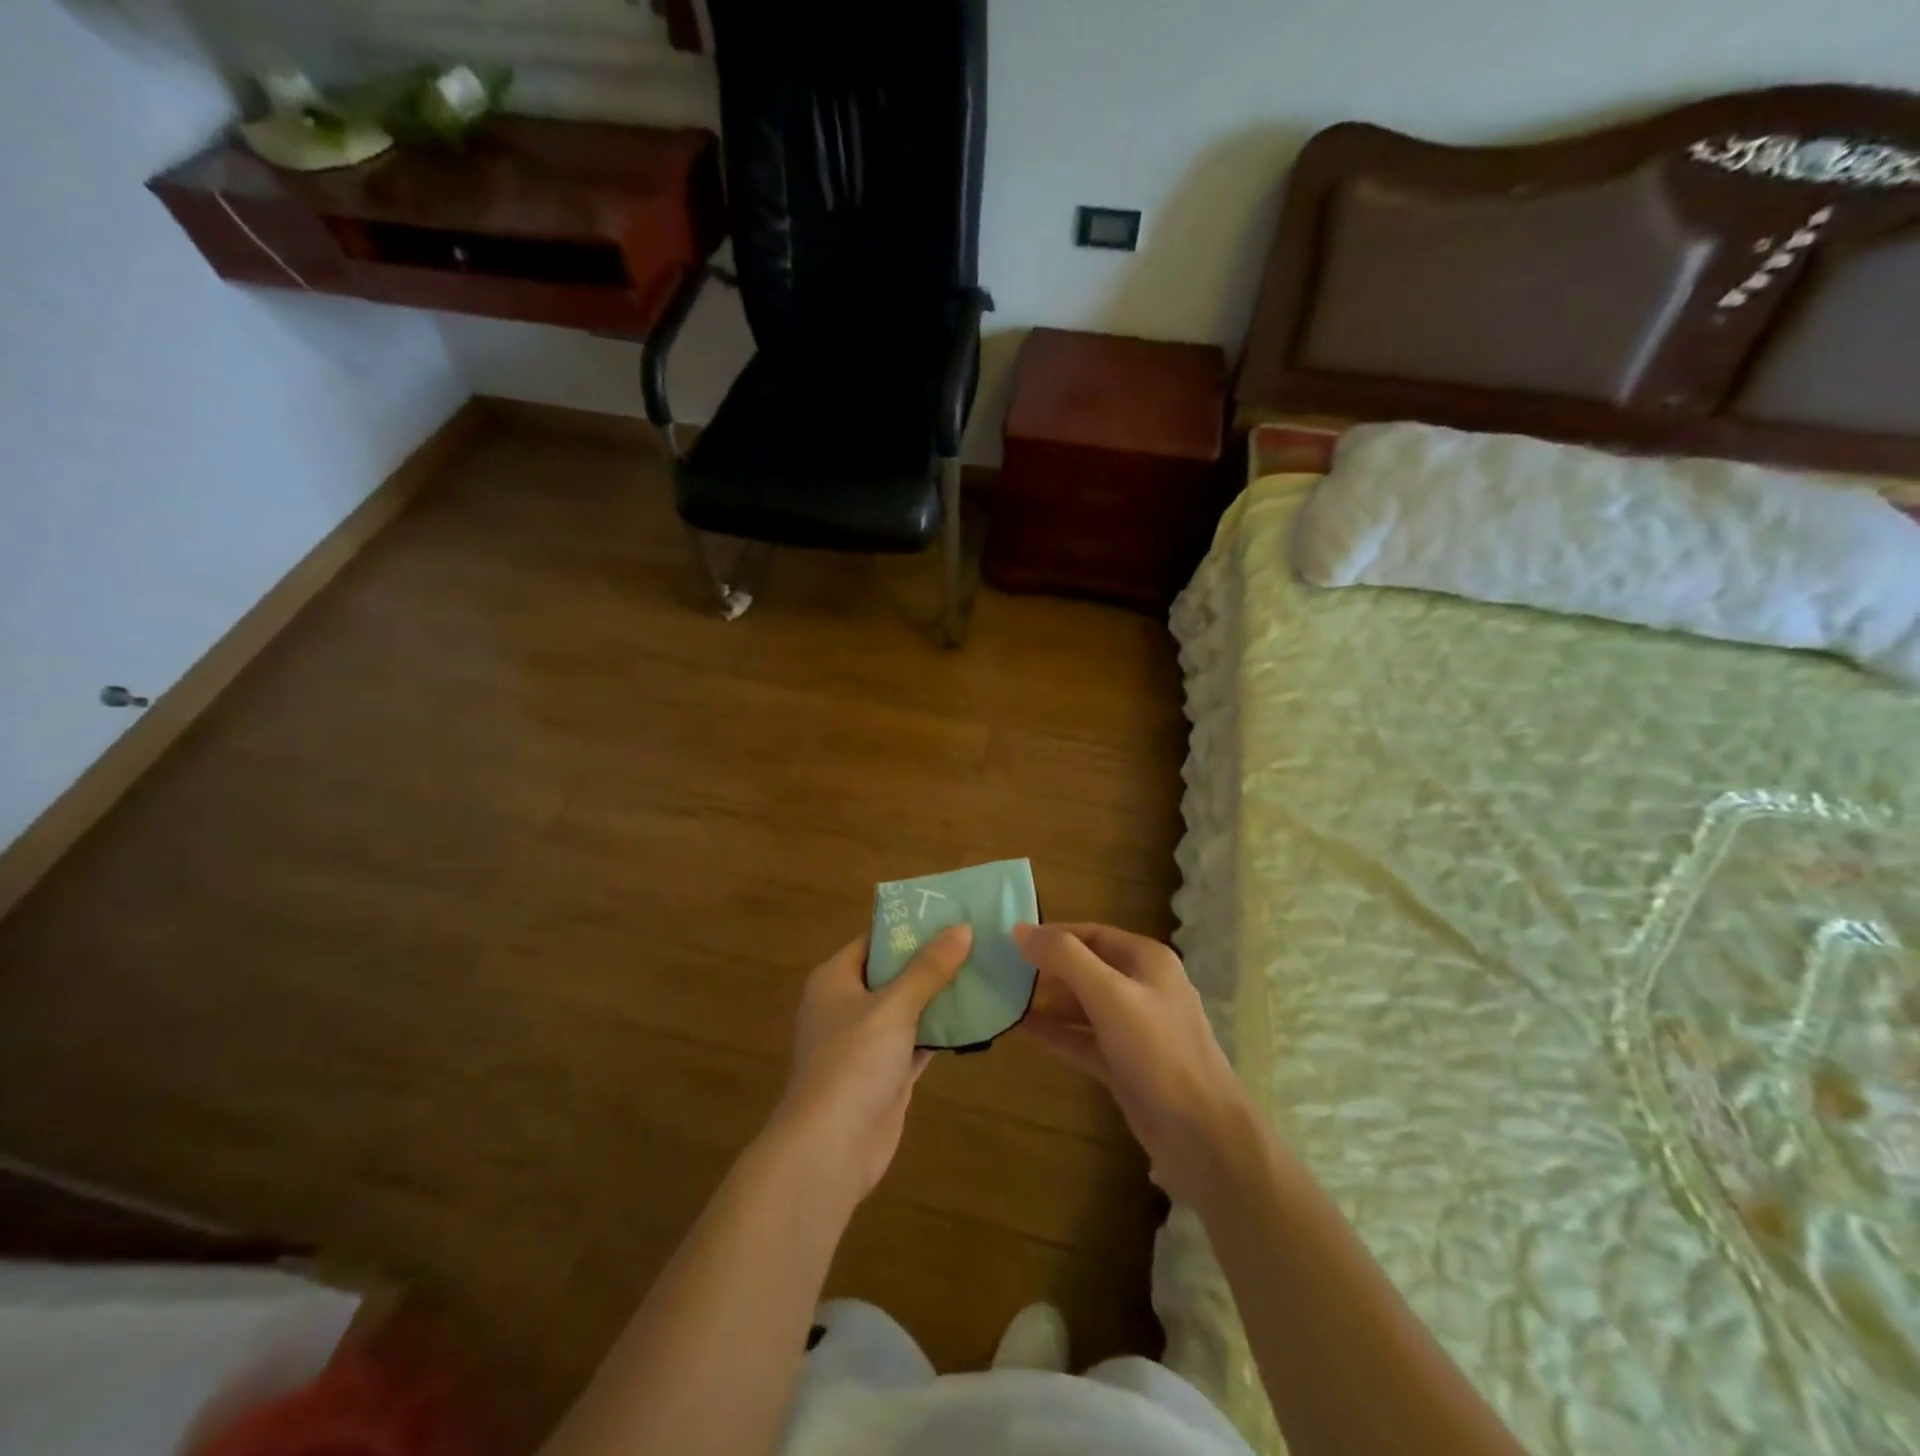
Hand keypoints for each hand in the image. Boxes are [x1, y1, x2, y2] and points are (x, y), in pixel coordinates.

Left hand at [768, 925, 970, 1205]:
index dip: (909, 924)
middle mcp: (848, 1004)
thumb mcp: (893, 1007)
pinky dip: (942, 1029)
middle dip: (932, 958)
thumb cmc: (853, 1063)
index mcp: (836, 979)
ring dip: (941, 994)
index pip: (874, 938)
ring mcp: (867, 1041)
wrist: (830, 1149)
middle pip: (894, 971)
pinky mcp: (886, 1073)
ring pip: (909, 1007)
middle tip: (976, 936)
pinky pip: (918, 1040)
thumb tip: (962, 927)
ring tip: (985, 966)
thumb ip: (928, 968)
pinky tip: (977, 1015)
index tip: (949, 910)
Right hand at [1014, 923, 1256, 1206]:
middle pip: (1084, 967)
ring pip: (1081, 1005)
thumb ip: (1065, 958)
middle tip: (999, 972)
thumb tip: (1020, 931)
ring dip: (1045, 1001)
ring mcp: (1132, 1027)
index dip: (1051, 935)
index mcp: (1146, 960)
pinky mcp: (1123, 1062)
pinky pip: (1081, 1038)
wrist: (1201, 1134)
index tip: (1010, 941)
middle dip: (1045, 969)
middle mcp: (1141, 986)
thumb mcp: (1110, 995)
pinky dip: (1054, 1032)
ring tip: (1002, 999)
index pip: (1091, 934)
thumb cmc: (1157, 1051)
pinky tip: (1019, 1029)